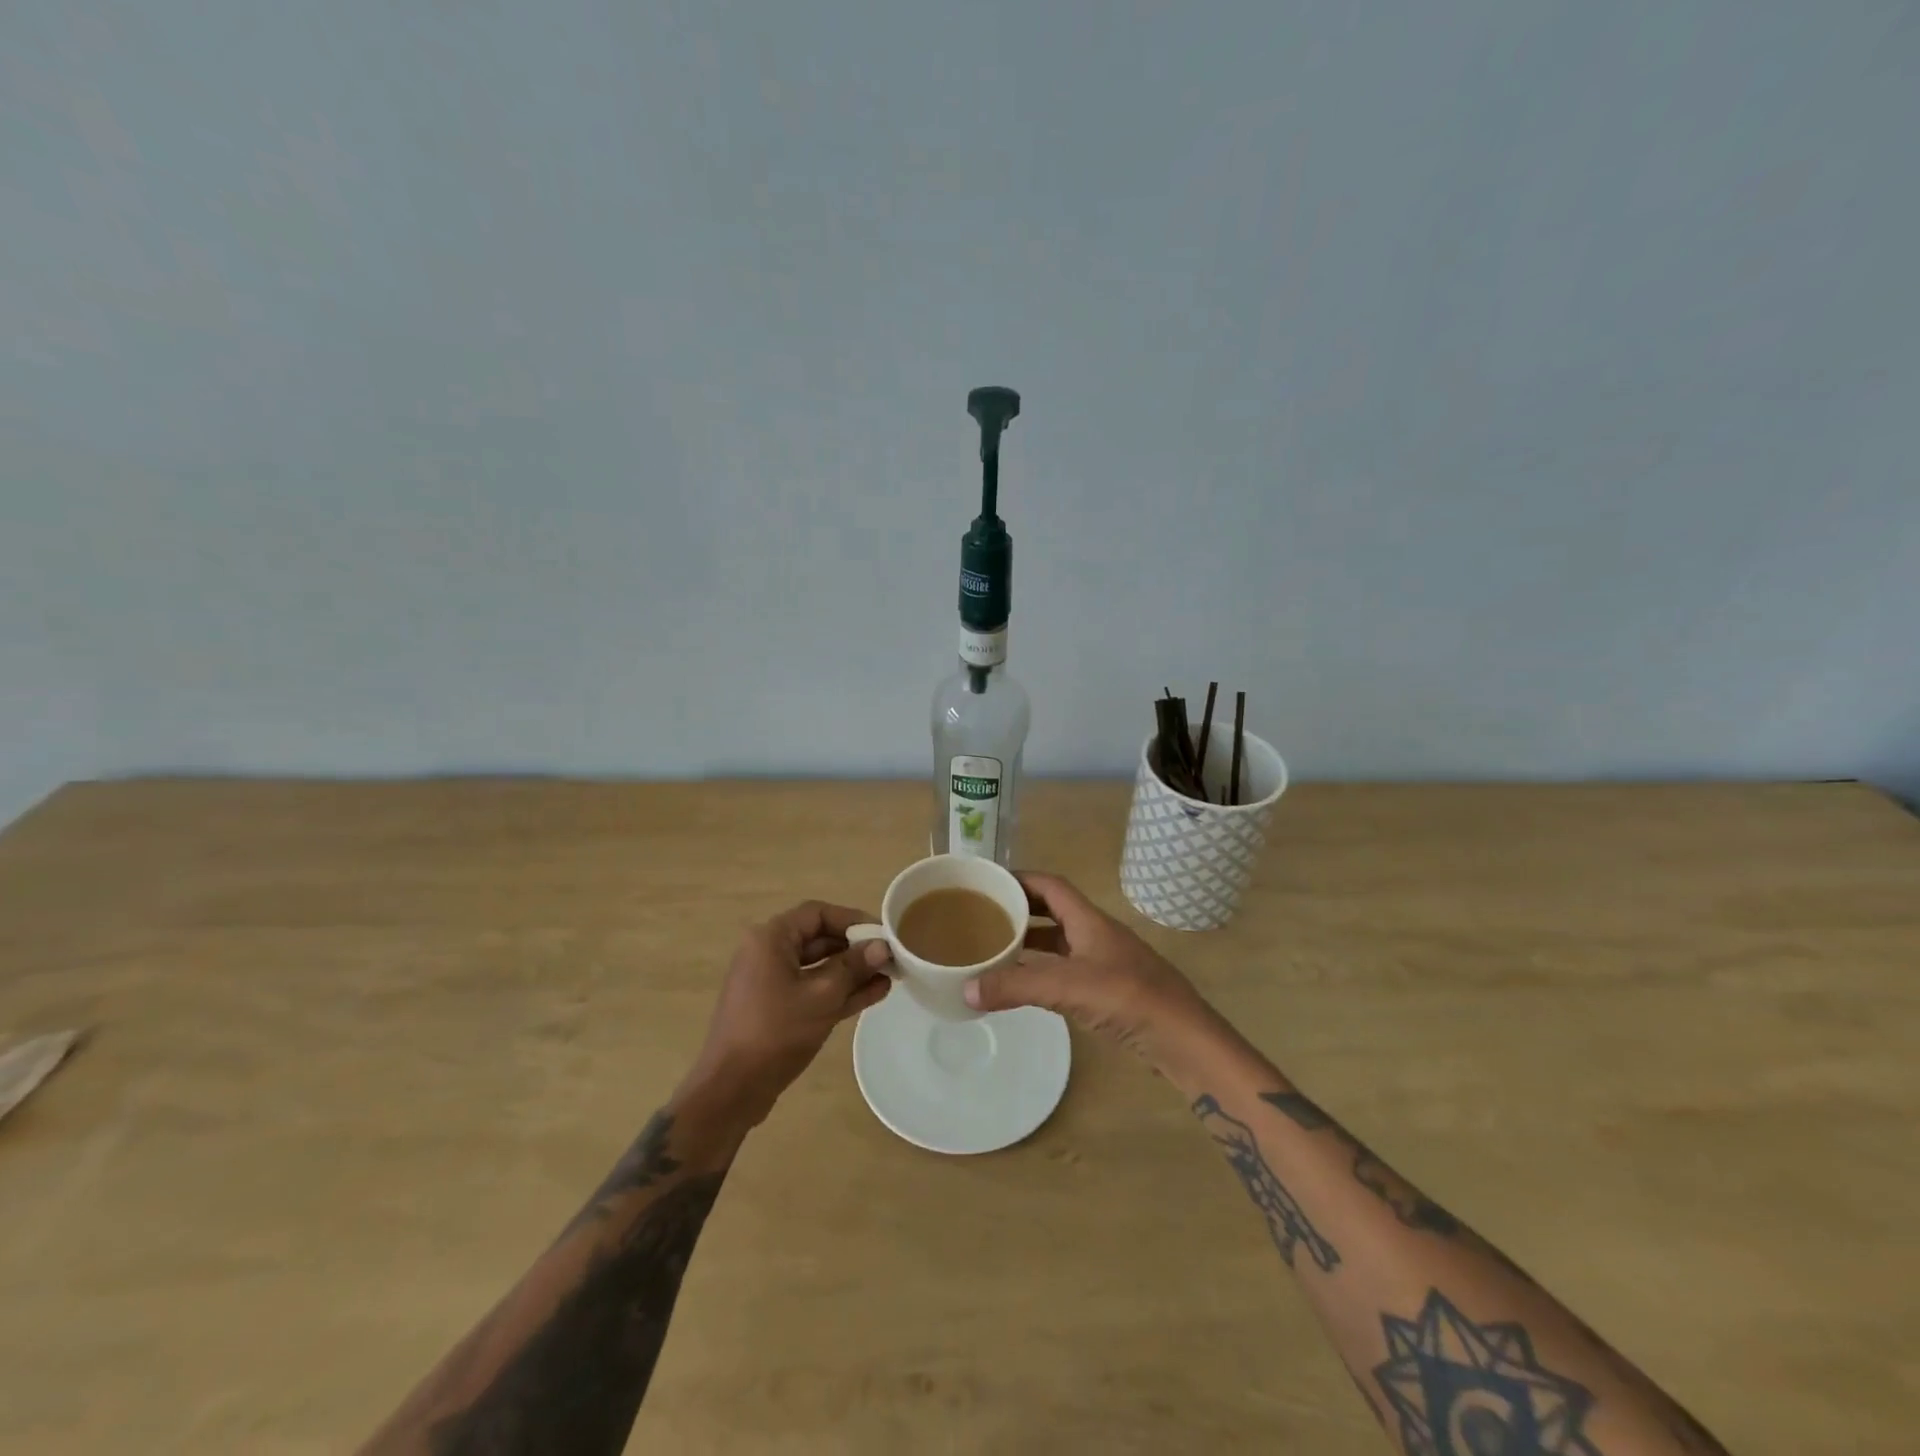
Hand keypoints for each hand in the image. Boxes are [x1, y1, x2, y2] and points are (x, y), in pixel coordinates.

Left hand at [686, 901, 894, 1117]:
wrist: (732, 1090)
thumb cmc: (775, 1032)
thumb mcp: (822, 996)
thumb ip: (854, 967)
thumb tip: (882, 946)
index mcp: (771, 939)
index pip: (818, 913)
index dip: (853, 920)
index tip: (883, 933)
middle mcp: (769, 953)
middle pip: (820, 939)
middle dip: (856, 948)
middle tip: (891, 957)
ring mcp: (772, 983)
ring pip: (820, 967)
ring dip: (853, 972)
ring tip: (890, 976)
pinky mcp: (777, 1009)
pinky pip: (813, 990)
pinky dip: (840, 991)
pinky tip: (875, 994)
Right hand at [962, 872, 1224, 1071]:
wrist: (1185, 1039)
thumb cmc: (1129, 998)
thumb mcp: (1068, 988)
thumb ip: (1016, 987)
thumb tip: (965, 990)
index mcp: (1089, 920)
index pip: (1050, 885)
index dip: (1020, 879)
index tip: (988, 884)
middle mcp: (1097, 934)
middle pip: (1053, 911)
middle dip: (1020, 910)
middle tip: (985, 918)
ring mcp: (1106, 962)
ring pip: (1060, 942)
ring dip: (1031, 942)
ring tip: (996, 949)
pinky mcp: (1110, 990)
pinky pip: (1067, 970)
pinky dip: (1043, 971)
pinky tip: (1025, 986)